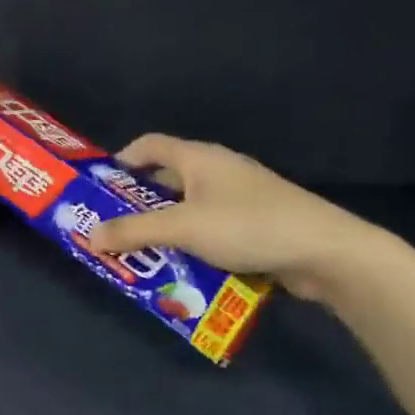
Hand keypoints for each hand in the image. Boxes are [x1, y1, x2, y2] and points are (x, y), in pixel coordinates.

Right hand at [84, 134, 386, 301]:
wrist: (325, 252)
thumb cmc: (247, 226)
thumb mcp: (182, 228)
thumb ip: (134, 231)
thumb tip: (90, 236)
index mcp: (199, 158)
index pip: (150, 145)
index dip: (122, 160)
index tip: (100, 188)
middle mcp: (218, 171)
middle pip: (167, 180)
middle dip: (137, 204)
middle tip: (112, 229)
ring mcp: (239, 198)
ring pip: (189, 209)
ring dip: (164, 229)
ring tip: (139, 254)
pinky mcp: (255, 225)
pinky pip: (211, 231)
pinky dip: (191, 245)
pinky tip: (180, 269)